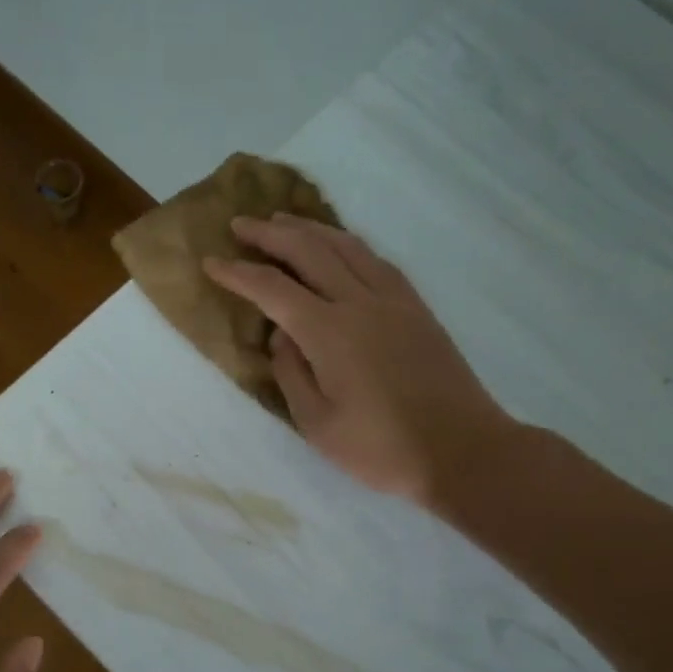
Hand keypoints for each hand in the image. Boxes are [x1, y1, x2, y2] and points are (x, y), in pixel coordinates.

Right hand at [204, 214, 520, 510]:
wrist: (462, 450)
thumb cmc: (380, 448)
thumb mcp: (317, 423)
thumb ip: (291, 373)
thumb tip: (281, 336)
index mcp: (328, 333)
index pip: (272, 289)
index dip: (238, 273)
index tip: (210, 262)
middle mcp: (359, 303)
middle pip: (309, 250)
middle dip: (269, 234)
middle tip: (240, 224)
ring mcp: (393, 300)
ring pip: (346, 246)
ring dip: (309, 229)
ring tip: (283, 221)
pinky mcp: (416, 308)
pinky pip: (376, 260)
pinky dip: (347, 244)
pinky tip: (338, 247)